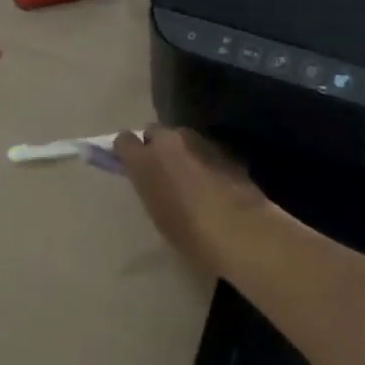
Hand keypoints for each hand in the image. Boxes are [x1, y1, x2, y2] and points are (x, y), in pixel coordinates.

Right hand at [113, 125, 276, 275]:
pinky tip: (215, 182)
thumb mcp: (157, 212)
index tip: (131, 163)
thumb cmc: (189, 233)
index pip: (124, 140)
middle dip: (156, 145)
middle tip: (162, 169)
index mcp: (145, 159)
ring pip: (183, 139)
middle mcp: (170, 141)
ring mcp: (200, 141)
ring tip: (191, 177)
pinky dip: (206, 160)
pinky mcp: (225, 149)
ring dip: (183, 151)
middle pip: (156, 131)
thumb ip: (149, 186)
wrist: (240, 231)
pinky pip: (206, 150)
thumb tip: (151, 177)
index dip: (127, 151)